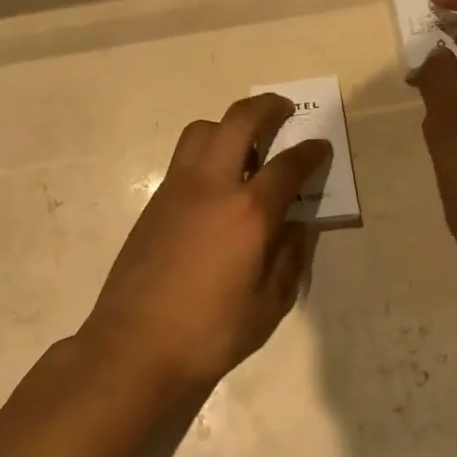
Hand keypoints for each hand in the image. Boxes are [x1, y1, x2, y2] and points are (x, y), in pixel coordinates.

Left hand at [77, 95, 331, 411]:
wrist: (135, 347)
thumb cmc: (210, 333)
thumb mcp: (268, 305)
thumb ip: (289, 259)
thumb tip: (297, 227)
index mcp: (248, 213)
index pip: (288, 166)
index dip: (310, 153)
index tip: (320, 147)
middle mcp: (211, 187)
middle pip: (238, 122)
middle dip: (266, 108)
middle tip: (284, 110)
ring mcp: (176, 190)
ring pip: (201, 132)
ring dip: (228, 125)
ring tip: (245, 146)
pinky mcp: (153, 203)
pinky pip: (183, 158)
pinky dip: (206, 152)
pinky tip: (216, 185)